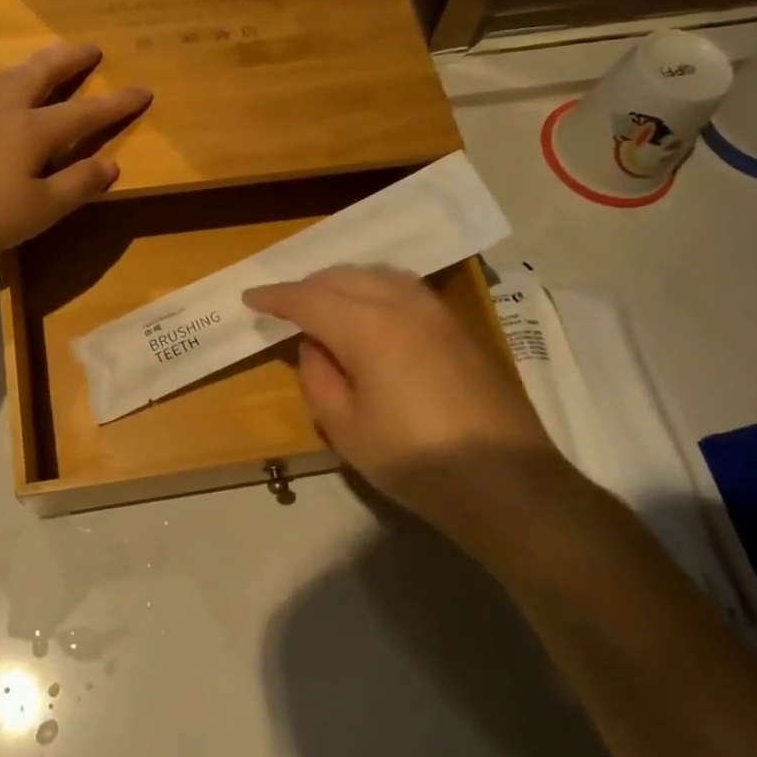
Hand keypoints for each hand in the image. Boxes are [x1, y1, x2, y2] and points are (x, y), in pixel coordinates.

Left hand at [0, 42, 151, 269]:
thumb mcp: (42, 209)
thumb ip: (79, 185)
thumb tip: (111, 163)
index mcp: (34, 131)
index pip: (85, 113)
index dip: (116, 103)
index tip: (144, 90)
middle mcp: (5, 113)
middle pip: (42, 77)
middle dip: (70, 61)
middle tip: (90, 48)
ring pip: (7, 80)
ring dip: (31, 66)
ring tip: (46, 56)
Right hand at [243, 267, 568, 541]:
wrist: (506, 481)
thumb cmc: (414, 459)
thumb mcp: (345, 428)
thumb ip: (318, 377)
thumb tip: (314, 346)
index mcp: (366, 326)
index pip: (308, 299)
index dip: (275, 298)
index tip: (250, 298)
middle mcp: (400, 303)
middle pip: (343, 277)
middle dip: (308, 286)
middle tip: (285, 305)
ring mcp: (435, 310)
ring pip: (377, 275)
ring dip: (343, 282)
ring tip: (325, 303)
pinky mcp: (458, 325)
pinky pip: (403, 288)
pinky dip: (375, 289)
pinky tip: (371, 312)